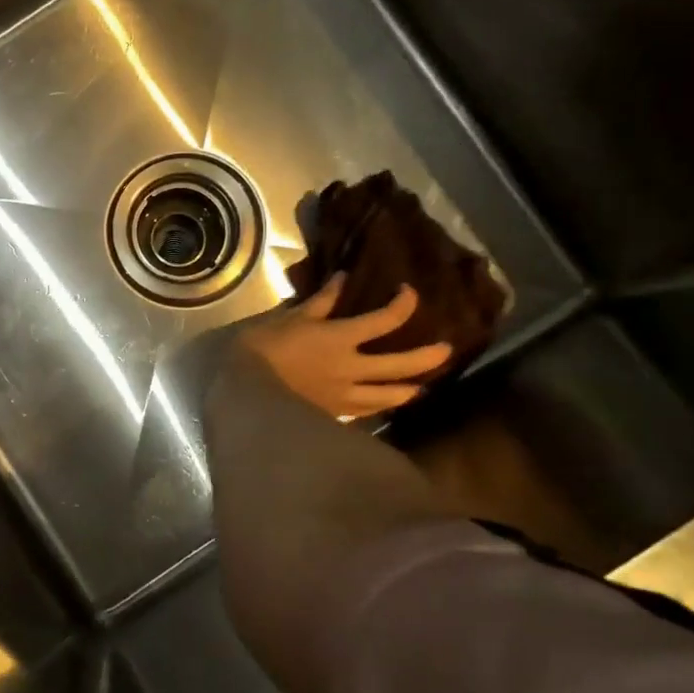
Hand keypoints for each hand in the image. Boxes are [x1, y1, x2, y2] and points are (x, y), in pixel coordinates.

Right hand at [239, 276, 451, 418]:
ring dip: (408, 389)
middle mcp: (351, 368)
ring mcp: (345, 395)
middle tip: (446, 350)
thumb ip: (321, 301)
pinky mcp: (333, 414)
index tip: (408, 293)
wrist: (246, 389)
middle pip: (400, 364)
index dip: (404, 305)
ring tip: (419, 388)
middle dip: (427, 357)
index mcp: (341, 338)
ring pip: (388, 396)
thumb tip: (344, 278)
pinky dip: (378, 407)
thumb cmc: (264, 347)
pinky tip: (381, 406)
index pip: (385, 320)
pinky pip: (364, 412)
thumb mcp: (291, 317)